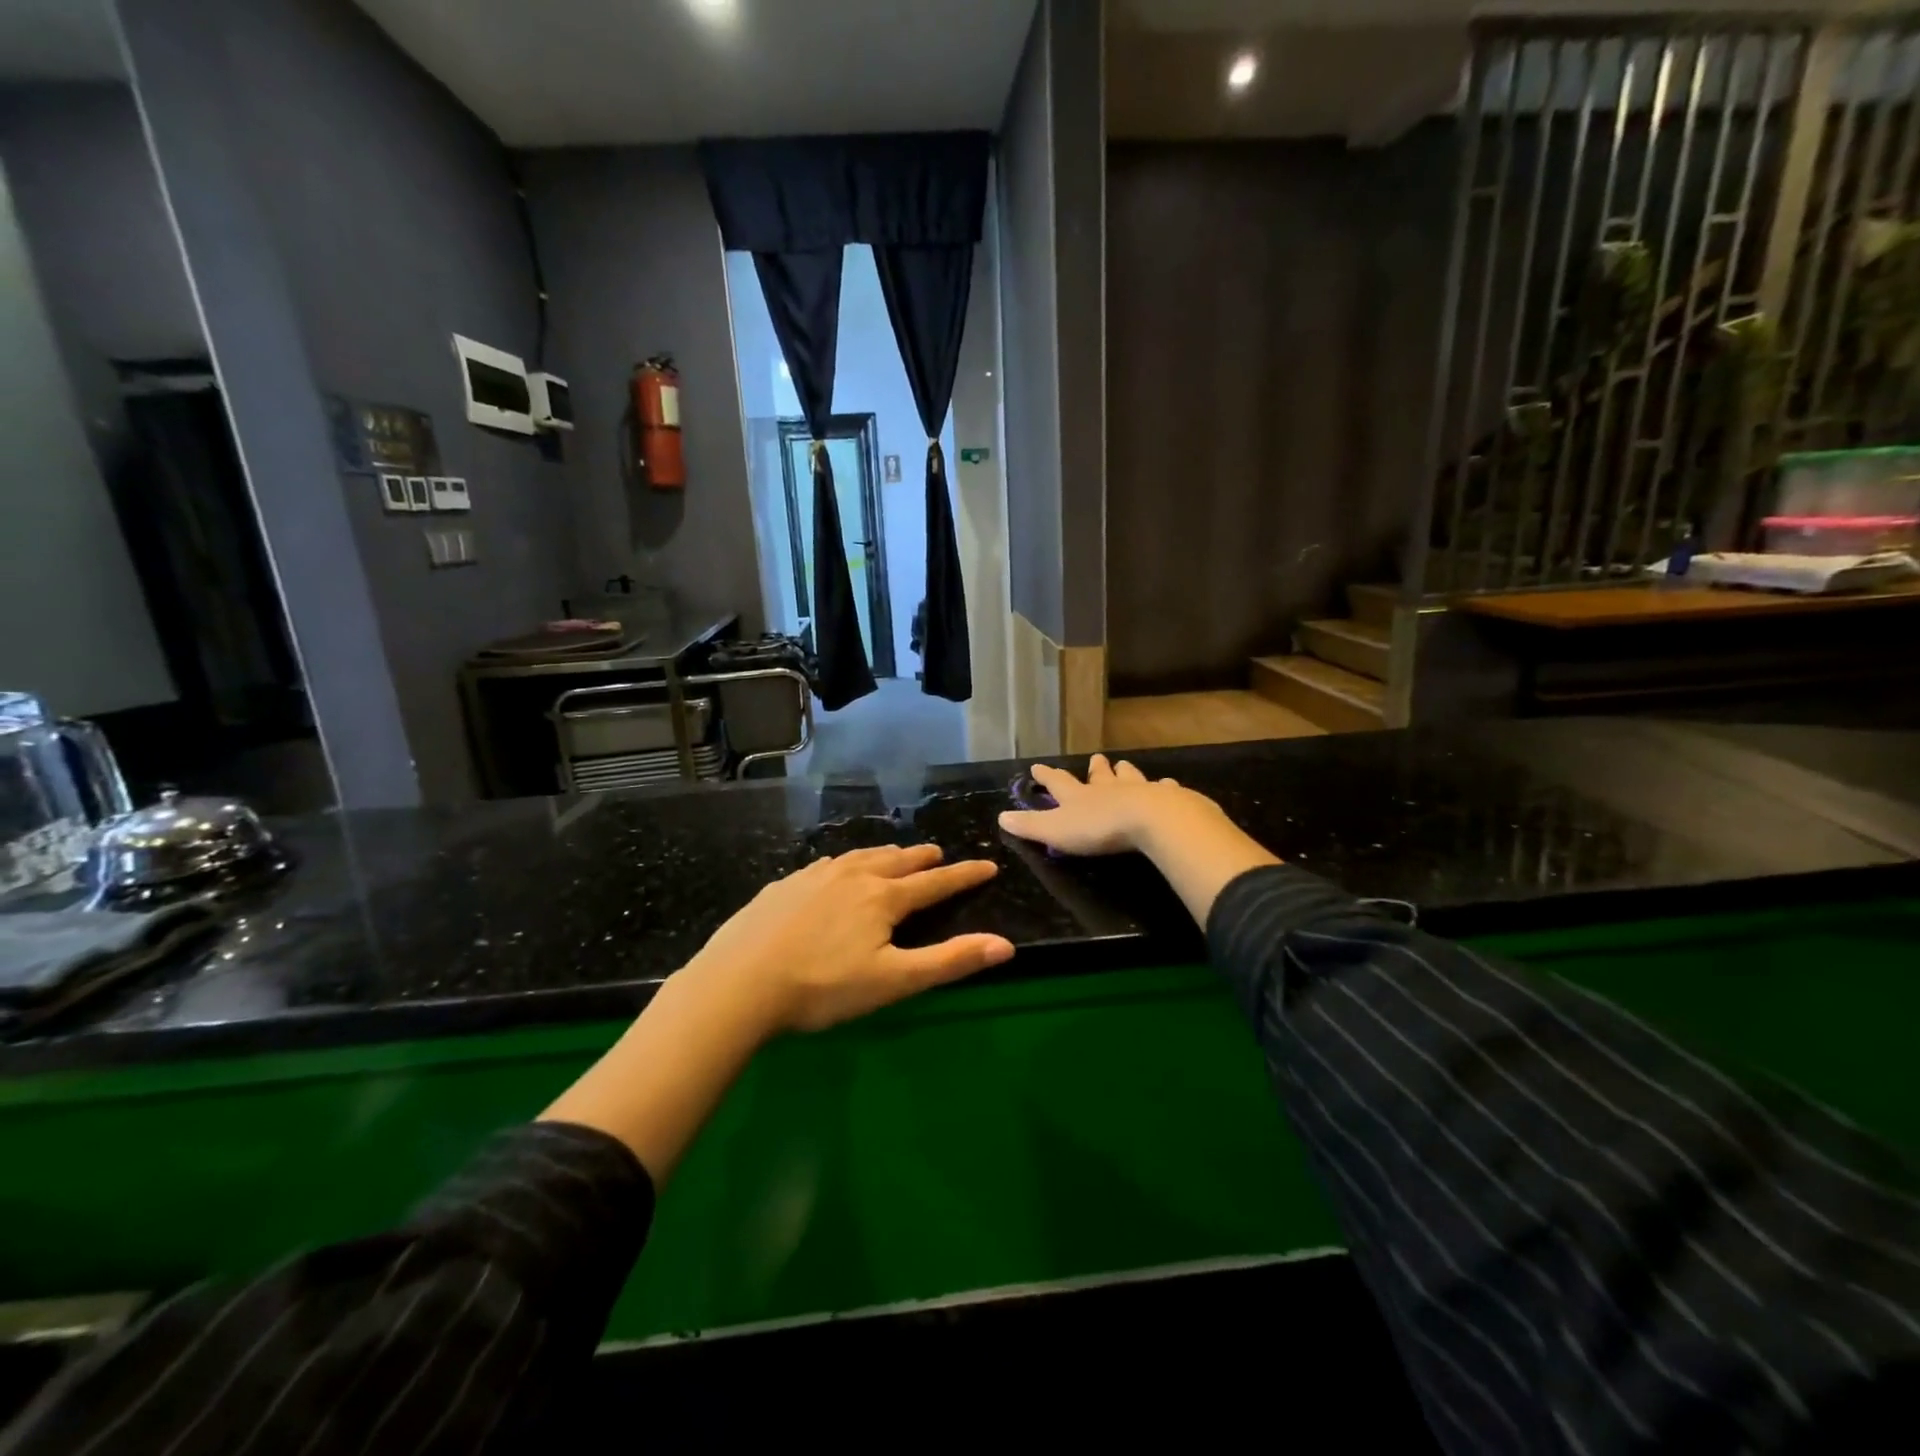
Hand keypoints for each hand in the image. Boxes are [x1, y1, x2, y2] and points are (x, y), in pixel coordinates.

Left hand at [685, 844, 1013, 1034]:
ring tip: (895, 856)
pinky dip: (846, 863)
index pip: (936, 882)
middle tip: (938, 855)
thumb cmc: (823, 986)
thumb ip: (950, 961)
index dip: (965, 875)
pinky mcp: (784, 885)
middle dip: (923, 858)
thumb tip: (1005, 945)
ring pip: (860, 857)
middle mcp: (853, 876)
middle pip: (897, 861)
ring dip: (885, 856)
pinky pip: (826, 865)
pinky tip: (836, 870)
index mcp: (883, 897)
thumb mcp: (894, 981)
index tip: (988, 865)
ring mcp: (814, 876)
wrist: (739, 981)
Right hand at [999, 754, 1224, 856]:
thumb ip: (1030, 825)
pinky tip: (1168, 784)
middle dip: (1095, 768)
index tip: (1037, 766)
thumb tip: (1001, 816)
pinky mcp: (1166, 798)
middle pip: (1099, 775)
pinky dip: (1164, 787)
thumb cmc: (1099, 827)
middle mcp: (1108, 788)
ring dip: (1125, 772)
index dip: (1047, 775)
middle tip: (1096, 758)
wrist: (1151, 820)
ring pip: (1129, 776)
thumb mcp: (1056, 830)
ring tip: (1124, 765)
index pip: (1058, 782)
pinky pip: (1164, 789)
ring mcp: (1138, 790)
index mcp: (1079, 796)